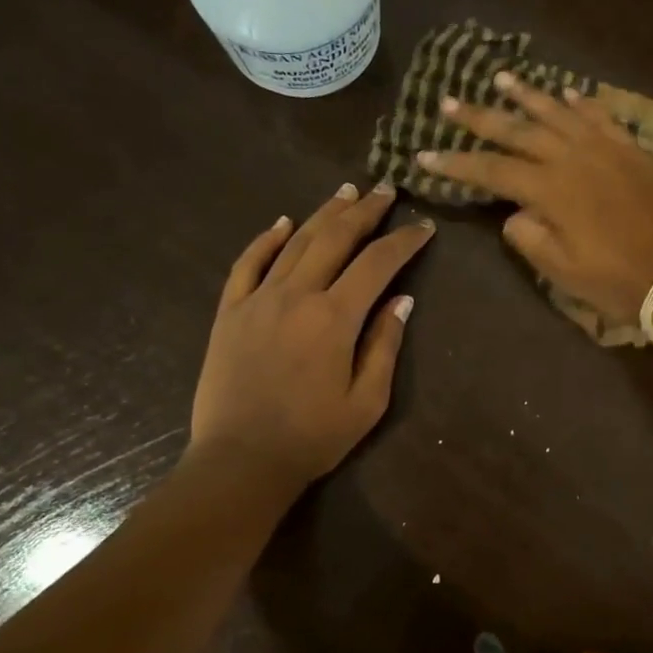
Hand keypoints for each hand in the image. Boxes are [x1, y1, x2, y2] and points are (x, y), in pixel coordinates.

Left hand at [187, 181, 433, 488]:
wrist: (240, 461)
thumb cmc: (313, 437)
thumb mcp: (366, 401)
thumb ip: (384, 345)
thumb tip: (401, 300)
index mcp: (334, 318)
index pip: (377, 263)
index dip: (404, 241)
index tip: (423, 227)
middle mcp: (296, 296)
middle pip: (335, 238)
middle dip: (365, 211)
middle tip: (385, 190)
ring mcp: (257, 299)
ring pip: (295, 242)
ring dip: (323, 214)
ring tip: (345, 192)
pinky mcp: (229, 312)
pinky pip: (247, 263)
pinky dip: (266, 239)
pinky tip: (283, 223)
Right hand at [417, 74, 652, 324]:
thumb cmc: (618, 280)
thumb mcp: (562, 271)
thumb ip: (529, 237)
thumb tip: (515, 213)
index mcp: (551, 189)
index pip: (491, 170)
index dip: (455, 163)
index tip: (423, 154)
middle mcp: (572, 158)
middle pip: (518, 131)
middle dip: (480, 117)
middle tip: (449, 101)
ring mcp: (605, 149)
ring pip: (558, 113)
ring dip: (527, 95)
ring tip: (499, 78)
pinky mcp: (632, 150)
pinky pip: (601, 117)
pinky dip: (581, 103)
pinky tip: (567, 93)